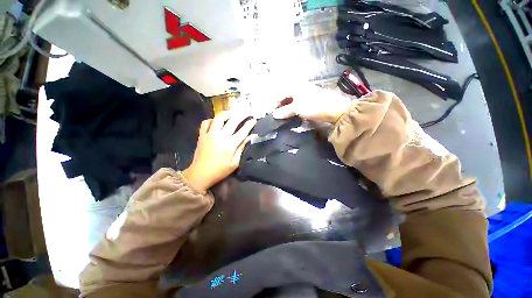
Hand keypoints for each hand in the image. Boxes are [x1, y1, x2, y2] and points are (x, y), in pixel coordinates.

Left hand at [183, 111, 256, 191]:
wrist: (200, 173)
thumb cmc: (219, 171)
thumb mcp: (234, 164)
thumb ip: (241, 149)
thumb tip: (248, 138)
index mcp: (230, 145)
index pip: (242, 131)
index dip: (249, 124)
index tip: (254, 119)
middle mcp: (220, 136)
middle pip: (233, 120)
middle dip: (242, 114)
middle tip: (247, 111)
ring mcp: (210, 134)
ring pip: (219, 117)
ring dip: (227, 113)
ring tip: (231, 113)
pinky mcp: (202, 135)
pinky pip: (206, 122)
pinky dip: (212, 120)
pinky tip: (215, 122)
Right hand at [272, 84, 351, 122]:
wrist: (335, 109)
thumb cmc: (314, 106)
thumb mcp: (297, 109)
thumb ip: (284, 111)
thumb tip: (274, 115)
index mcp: (294, 86)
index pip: (279, 95)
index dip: (276, 105)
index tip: (274, 116)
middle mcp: (299, 87)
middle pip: (286, 97)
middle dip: (282, 107)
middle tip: (281, 118)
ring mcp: (307, 92)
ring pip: (294, 100)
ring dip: (290, 109)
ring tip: (289, 118)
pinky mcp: (313, 98)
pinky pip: (301, 103)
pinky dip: (297, 109)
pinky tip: (298, 116)